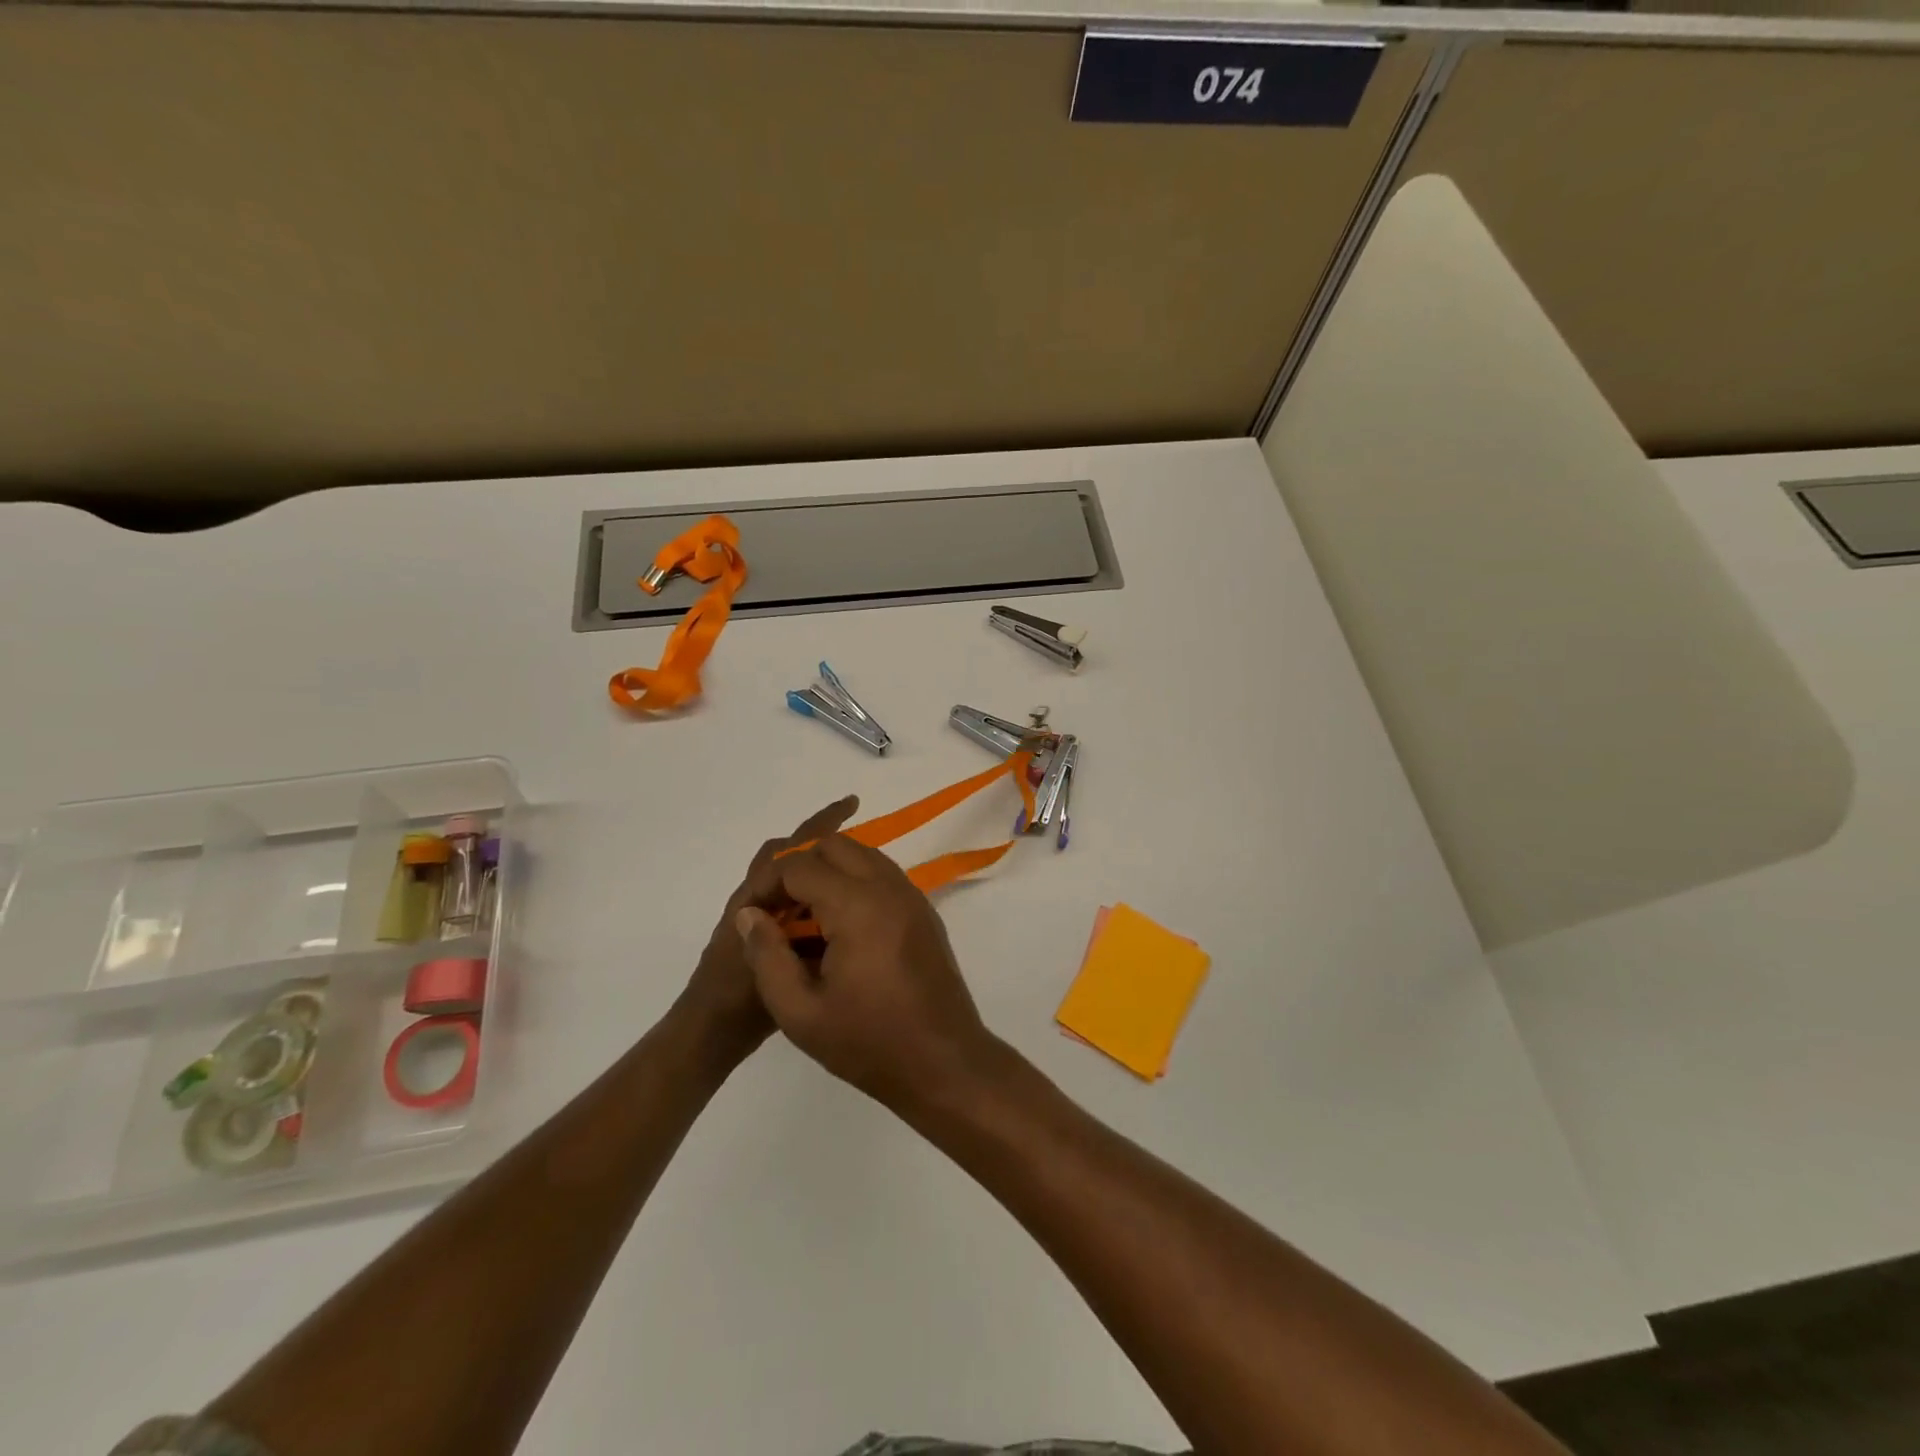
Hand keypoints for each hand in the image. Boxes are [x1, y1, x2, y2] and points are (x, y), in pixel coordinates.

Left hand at [679, 796, 859, 1058]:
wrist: (708, 1033)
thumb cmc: (739, 999)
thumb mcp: (775, 964)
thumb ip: (801, 934)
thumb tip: (835, 901)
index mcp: (756, 898)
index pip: (792, 849)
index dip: (822, 824)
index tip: (852, 804)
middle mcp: (754, 899)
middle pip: (787, 854)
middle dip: (819, 837)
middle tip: (855, 831)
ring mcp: (757, 919)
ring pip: (787, 879)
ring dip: (814, 866)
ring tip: (852, 872)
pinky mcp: (762, 938)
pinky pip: (792, 904)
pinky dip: (812, 897)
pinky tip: (838, 915)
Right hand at [734, 834, 999, 1109]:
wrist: (944, 1063)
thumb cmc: (869, 1043)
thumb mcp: (799, 1012)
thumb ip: (767, 957)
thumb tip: (749, 915)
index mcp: (857, 906)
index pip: (800, 865)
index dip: (767, 884)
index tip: (752, 915)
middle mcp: (888, 888)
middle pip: (835, 845)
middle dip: (799, 868)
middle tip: (779, 910)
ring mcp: (912, 896)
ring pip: (862, 854)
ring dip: (828, 872)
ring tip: (805, 918)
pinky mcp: (924, 911)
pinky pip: (882, 875)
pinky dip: (854, 882)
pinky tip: (840, 928)